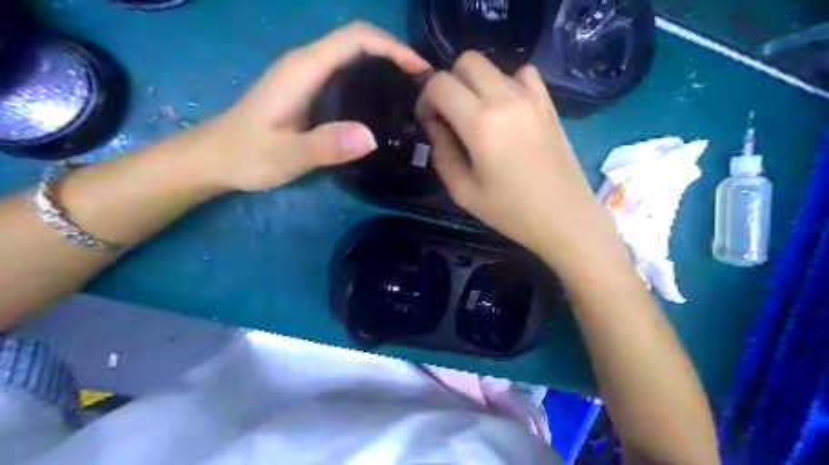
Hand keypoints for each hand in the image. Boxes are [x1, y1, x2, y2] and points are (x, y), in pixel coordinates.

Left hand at [191, 19, 430, 191]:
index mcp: (303, 69)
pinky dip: (371, 78)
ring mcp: (306, 75)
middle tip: (423, 86)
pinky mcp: (307, 89)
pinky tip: (383, 103)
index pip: (355, 38)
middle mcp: (307, 63)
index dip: (392, 47)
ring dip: (386, 64)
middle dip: (395, 54)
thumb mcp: (286, 155)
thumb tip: (371, 137)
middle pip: (358, 40)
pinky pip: (346, 72)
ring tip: (412, 93)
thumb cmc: (247, 155)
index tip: (420, 71)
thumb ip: (324, 146)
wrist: (215, 158)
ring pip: (353, 54)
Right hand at [418, 51, 617, 260]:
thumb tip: (434, 125)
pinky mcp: (548, 103)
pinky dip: (507, 84)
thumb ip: (441, 152)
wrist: (563, 217)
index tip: (428, 120)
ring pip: (493, 65)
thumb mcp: (463, 191)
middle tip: (450, 115)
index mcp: (481, 123)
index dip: (425, 98)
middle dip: (449, 83)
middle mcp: (506, 99)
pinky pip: (523, 74)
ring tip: (478, 115)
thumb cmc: (510, 211)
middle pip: (467, 61)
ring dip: (476, 84)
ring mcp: (532, 97)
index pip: (440, 84)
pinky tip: (507, 110)